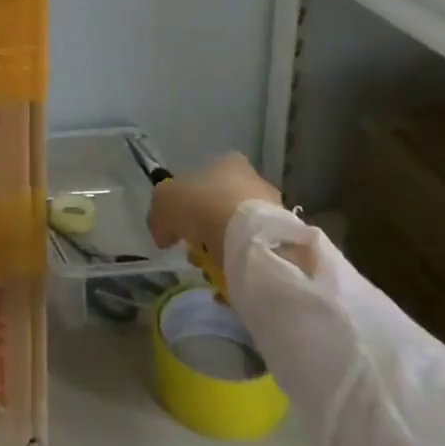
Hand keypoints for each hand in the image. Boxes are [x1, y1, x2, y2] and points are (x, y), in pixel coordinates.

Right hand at [148, 154, 283, 276]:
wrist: (251, 240)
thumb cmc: (205, 207)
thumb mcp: (165, 202)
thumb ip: (159, 215)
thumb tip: (163, 234)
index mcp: (229, 163)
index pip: (206, 177)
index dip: (189, 200)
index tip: (180, 223)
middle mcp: (255, 181)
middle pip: (222, 206)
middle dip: (206, 229)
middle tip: (195, 251)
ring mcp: (274, 211)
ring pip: (239, 232)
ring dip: (223, 250)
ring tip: (211, 271)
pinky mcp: (285, 241)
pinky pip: (254, 255)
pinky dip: (240, 268)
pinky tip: (228, 282)